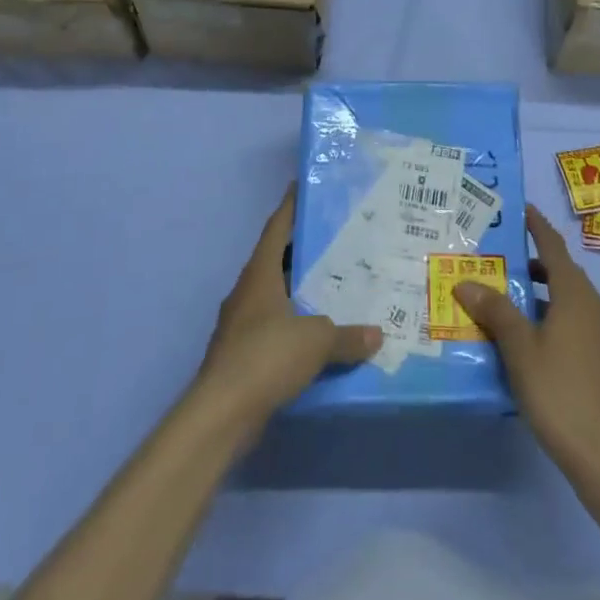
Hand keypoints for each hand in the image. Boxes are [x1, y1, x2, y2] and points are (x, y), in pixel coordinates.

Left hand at [193, 186, 381, 433]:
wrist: (221, 412)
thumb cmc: (266, 357)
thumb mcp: (316, 341)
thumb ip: (347, 336)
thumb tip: (377, 335)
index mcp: (259, 274)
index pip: (276, 229)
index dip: (290, 207)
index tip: (303, 187)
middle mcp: (247, 291)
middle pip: (275, 260)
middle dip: (302, 249)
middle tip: (335, 239)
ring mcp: (240, 324)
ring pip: (274, 295)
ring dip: (298, 289)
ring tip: (333, 284)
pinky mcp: (241, 354)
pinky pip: (273, 326)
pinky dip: (294, 323)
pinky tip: (317, 333)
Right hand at [455, 205, 599, 484]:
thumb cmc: (559, 391)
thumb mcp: (519, 348)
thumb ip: (495, 311)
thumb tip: (466, 282)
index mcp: (576, 295)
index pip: (553, 247)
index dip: (537, 226)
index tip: (520, 209)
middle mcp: (593, 306)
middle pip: (561, 271)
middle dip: (531, 260)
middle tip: (497, 255)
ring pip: (566, 297)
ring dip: (538, 290)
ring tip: (503, 294)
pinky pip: (571, 319)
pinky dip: (548, 313)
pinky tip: (524, 334)